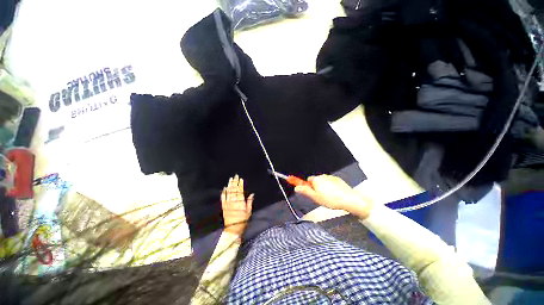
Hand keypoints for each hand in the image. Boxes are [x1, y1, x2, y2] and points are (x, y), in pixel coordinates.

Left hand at [221, 175, 253, 235]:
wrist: (233, 229)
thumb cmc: (243, 220)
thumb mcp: (249, 211)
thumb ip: (250, 202)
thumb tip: (252, 194)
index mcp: (240, 202)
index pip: (240, 191)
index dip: (240, 184)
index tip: (241, 179)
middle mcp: (233, 201)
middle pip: (234, 190)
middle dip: (235, 182)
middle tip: (235, 176)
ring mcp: (228, 204)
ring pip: (228, 192)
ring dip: (230, 185)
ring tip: (230, 179)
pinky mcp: (224, 207)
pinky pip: (223, 198)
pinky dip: (223, 193)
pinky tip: (224, 188)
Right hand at [295, 175, 371, 217]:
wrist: (349, 199)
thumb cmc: (331, 199)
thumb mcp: (315, 197)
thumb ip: (305, 191)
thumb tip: (297, 187)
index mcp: (316, 180)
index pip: (307, 180)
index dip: (307, 186)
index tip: (308, 191)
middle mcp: (323, 176)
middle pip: (315, 180)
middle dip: (315, 187)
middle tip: (319, 197)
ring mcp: (331, 177)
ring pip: (323, 182)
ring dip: (323, 187)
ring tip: (328, 197)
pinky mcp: (337, 180)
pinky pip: (330, 182)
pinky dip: (330, 187)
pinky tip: (334, 194)